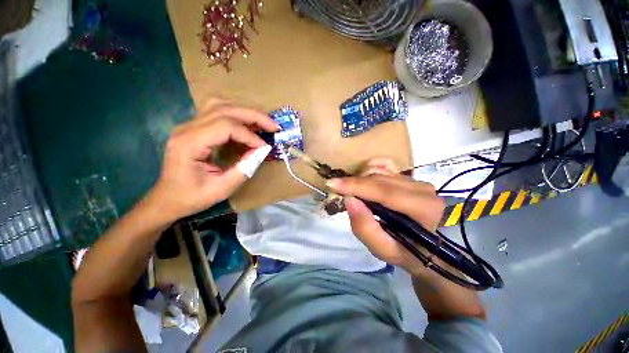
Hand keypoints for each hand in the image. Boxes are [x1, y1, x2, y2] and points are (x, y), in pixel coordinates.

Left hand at [147, 98, 277, 221]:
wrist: (167, 199)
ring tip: (261, 123)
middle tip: (273, 126)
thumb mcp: (222, 188)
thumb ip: (244, 168)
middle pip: (224, 109)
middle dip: (253, 116)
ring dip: (244, 112)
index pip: (225, 127)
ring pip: (219, 105)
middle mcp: (187, 128)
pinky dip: (236, 115)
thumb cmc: (192, 197)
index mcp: (190, 144)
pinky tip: (246, 125)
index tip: (264, 147)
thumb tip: (262, 151)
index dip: (249, 136)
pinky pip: (216, 112)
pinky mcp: (193, 128)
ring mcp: (188, 125)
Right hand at [327, 159, 444, 275]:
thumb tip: (349, 199)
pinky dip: (369, 169)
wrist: (428, 246)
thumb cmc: (407, 251)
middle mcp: (421, 188)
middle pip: (379, 179)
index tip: (332, 184)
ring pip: (379, 171)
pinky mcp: (409, 176)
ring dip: (360, 180)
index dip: (356, 186)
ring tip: (354, 193)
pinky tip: (363, 179)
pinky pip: (383, 165)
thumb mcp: (384, 250)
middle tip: (338, 191)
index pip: (384, 191)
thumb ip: (365, 228)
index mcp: (422, 208)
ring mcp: (415, 179)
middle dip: (354, 183)